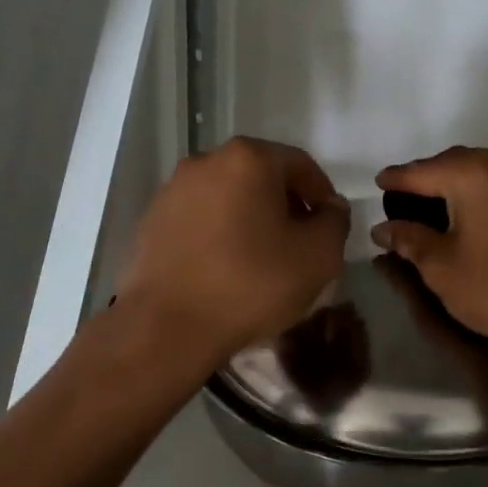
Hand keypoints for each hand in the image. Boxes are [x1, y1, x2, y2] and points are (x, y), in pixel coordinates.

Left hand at [119, 137, 349, 365]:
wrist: (167, 327)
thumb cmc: (252, 284)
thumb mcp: (318, 256)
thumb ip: (335, 221)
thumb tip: (329, 208)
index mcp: (249, 158)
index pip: (301, 165)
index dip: (322, 195)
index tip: (329, 227)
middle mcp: (207, 160)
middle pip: (261, 175)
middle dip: (285, 204)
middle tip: (299, 242)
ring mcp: (173, 189)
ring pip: (228, 195)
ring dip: (250, 217)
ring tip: (261, 257)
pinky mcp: (151, 218)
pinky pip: (200, 216)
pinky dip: (219, 231)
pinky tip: (225, 266)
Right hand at [373, 147, 487, 356]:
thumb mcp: (441, 267)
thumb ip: (409, 239)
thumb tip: (383, 228)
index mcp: (472, 174)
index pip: (422, 171)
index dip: (396, 179)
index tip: (377, 182)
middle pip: (452, 163)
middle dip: (425, 178)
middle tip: (401, 197)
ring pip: (478, 171)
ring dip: (452, 184)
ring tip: (430, 206)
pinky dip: (477, 193)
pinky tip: (467, 214)